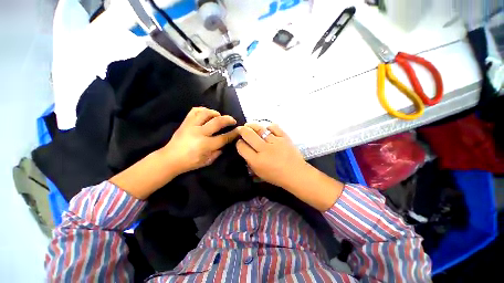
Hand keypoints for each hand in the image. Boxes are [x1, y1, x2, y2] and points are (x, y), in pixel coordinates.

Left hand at [161, 107, 238, 174]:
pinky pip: (194, 111)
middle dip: (228, 119)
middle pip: (217, 122)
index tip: (239, 130)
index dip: (234, 133)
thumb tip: (226, 143)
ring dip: (216, 113)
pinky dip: (203, 110)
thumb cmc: (190, 162)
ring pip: (206, 113)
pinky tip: (207, 113)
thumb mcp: (207, 161)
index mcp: (205, 145)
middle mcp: (199, 133)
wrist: (170, 159)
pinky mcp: (185, 122)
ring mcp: (191, 126)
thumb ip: (218, 152)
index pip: (224, 137)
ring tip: (219, 116)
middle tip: (233, 120)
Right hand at [236, 123, 343, 210]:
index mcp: (257, 161)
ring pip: (260, 129)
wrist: (296, 174)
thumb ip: (250, 161)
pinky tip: (265, 128)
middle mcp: (264, 150)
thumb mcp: (259, 173)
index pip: (242, 147)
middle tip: (240, 129)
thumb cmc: (276, 176)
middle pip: (248, 135)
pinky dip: (268, 126)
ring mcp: (275, 142)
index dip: (238, 143)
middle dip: (241, 130)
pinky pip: (274, 127)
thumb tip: (244, 148)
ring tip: (249, 125)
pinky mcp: (284, 137)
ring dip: (252, 125)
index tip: (240, 142)